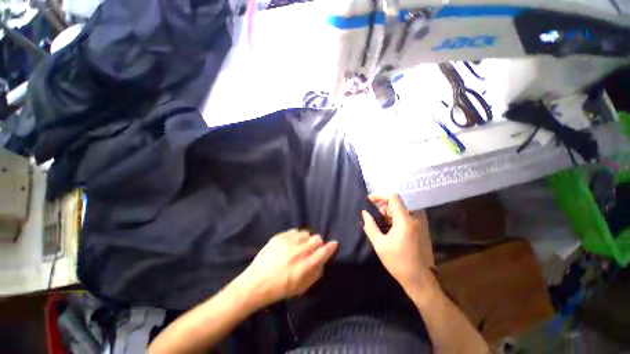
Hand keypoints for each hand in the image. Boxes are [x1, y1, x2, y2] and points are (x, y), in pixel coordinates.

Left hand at [236, 229, 337, 307]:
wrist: (255, 284)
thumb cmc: (280, 289)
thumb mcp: (301, 288)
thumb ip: (316, 273)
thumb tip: (323, 260)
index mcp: (304, 267)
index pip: (323, 252)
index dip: (331, 247)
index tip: (334, 244)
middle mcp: (298, 252)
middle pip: (317, 239)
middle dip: (317, 244)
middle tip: (311, 250)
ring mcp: (287, 243)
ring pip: (306, 233)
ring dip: (305, 240)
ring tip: (298, 247)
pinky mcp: (279, 237)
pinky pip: (294, 231)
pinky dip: (295, 237)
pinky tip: (290, 244)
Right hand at [362, 194, 434, 291]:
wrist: (418, 279)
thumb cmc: (397, 261)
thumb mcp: (379, 243)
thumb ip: (370, 226)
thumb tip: (364, 213)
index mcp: (404, 221)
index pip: (393, 198)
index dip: (380, 196)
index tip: (369, 201)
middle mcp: (412, 219)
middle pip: (394, 205)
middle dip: (381, 208)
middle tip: (371, 219)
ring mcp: (415, 225)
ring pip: (397, 212)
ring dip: (385, 215)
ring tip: (377, 227)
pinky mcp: (415, 230)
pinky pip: (401, 219)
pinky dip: (391, 221)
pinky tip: (385, 231)